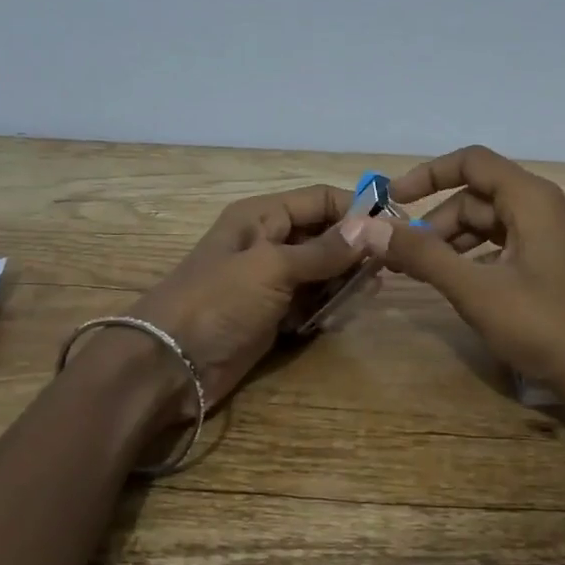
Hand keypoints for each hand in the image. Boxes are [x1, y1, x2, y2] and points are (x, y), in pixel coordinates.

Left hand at [127, 185, 365, 414]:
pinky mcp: (271, 316)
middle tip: (388, 269)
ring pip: (321, 271)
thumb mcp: (273, 267)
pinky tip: (343, 314)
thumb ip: (324, 250)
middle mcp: (268, 243)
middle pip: (323, 235)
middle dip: (354, 249)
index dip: (356, 209)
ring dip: (344, 280)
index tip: (394, 229)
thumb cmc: (219, 301)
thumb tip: (372, 227)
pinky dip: (327, 307)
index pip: (319, 199)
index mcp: (262, 217)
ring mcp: (269, 282)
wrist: (169, 364)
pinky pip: (310, 303)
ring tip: (370, 293)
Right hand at [375, 146, 564, 404]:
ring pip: (492, 224)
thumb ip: (423, 255)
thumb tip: (369, 228)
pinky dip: (476, 258)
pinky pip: (508, 246)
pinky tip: (458, 284)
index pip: (471, 162)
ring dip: (453, 242)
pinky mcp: (558, 265)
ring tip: (419, 272)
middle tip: (399, 256)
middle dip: (435, 222)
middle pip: (478, 196)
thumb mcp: (476, 290)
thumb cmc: (547, 326)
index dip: (427, 175)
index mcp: (532, 199)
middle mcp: (547, 208)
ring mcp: (556, 237)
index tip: (392, 201)